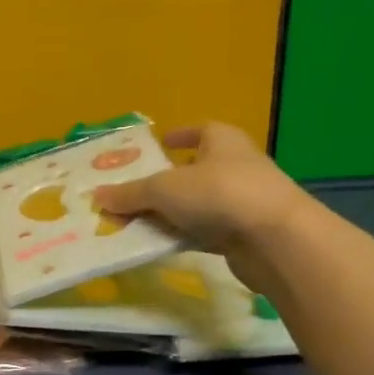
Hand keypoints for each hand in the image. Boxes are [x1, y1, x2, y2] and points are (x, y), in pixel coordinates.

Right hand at [91, 122, 310, 290]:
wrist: (277, 240)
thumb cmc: (220, 194)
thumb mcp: (164, 190)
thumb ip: (130, 194)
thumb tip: (97, 196)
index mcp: (222, 140)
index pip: (200, 130)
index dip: (180, 134)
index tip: (161, 141)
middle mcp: (235, 166)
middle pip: (194, 170)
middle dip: (165, 180)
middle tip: (132, 190)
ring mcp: (242, 202)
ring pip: (197, 204)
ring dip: (171, 212)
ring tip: (135, 222)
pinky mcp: (244, 235)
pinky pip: (204, 232)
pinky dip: (183, 236)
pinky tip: (159, 244)